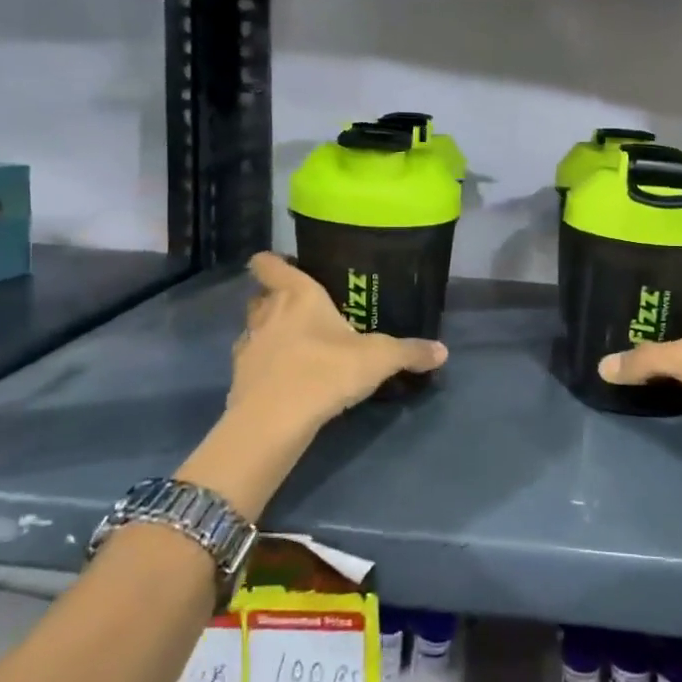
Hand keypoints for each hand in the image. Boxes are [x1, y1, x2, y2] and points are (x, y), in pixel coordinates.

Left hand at [228, 253, 448, 436]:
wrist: (275, 420)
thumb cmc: (326, 370)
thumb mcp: (379, 359)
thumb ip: (410, 352)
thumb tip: (443, 351)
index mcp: (297, 295)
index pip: (270, 264)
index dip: (272, 262)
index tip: (284, 265)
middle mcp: (267, 312)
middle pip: (261, 295)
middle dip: (276, 299)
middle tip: (303, 310)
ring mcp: (249, 345)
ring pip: (254, 327)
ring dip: (269, 332)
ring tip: (295, 345)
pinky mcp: (238, 377)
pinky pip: (251, 361)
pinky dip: (264, 365)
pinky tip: (285, 378)